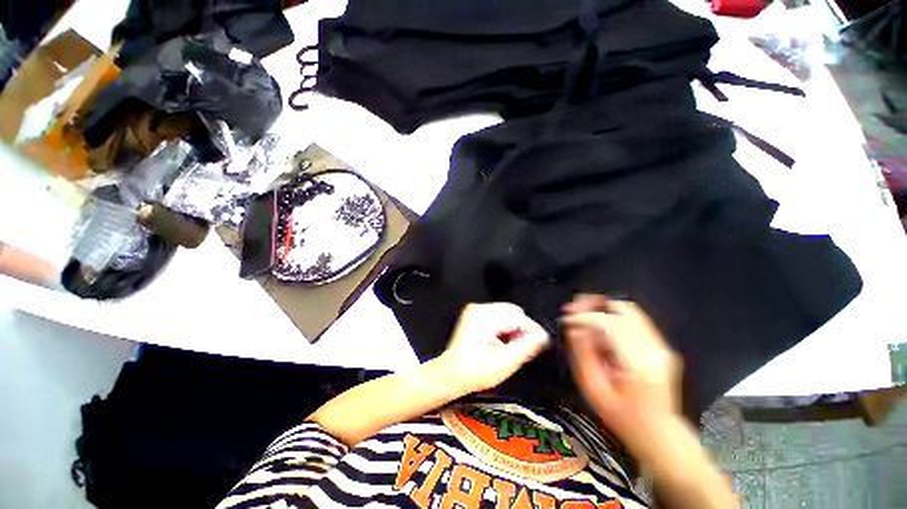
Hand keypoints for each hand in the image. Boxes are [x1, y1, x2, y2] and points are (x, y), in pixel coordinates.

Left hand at [437, 303, 549, 394]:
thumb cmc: (475, 372)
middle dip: (522, 329)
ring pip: (508, 313)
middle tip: (522, 349)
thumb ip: (526, 347)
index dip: (533, 331)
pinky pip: (499, 316)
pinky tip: (501, 343)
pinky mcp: (475, 315)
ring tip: (510, 348)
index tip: (541, 345)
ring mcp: (476, 310)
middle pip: (514, 312)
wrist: (450, 375)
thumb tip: (542, 337)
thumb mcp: (505, 363)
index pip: (518, 317)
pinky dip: (505, 328)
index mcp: (485, 317)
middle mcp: (480, 308)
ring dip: (514, 329)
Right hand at [562, 295, 682, 451]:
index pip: (610, 325)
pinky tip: (597, 322)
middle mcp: (655, 350)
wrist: (660, 434)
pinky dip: (612, 314)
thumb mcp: (595, 391)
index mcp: (640, 364)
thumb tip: (575, 330)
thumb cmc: (625, 419)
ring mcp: (660, 346)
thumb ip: (583, 356)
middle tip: (573, 306)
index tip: (566, 319)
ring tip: (581, 308)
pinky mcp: (659, 345)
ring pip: (630, 311)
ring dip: (602, 306)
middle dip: (593, 304)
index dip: (584, 317)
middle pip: (624, 310)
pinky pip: (634, 319)